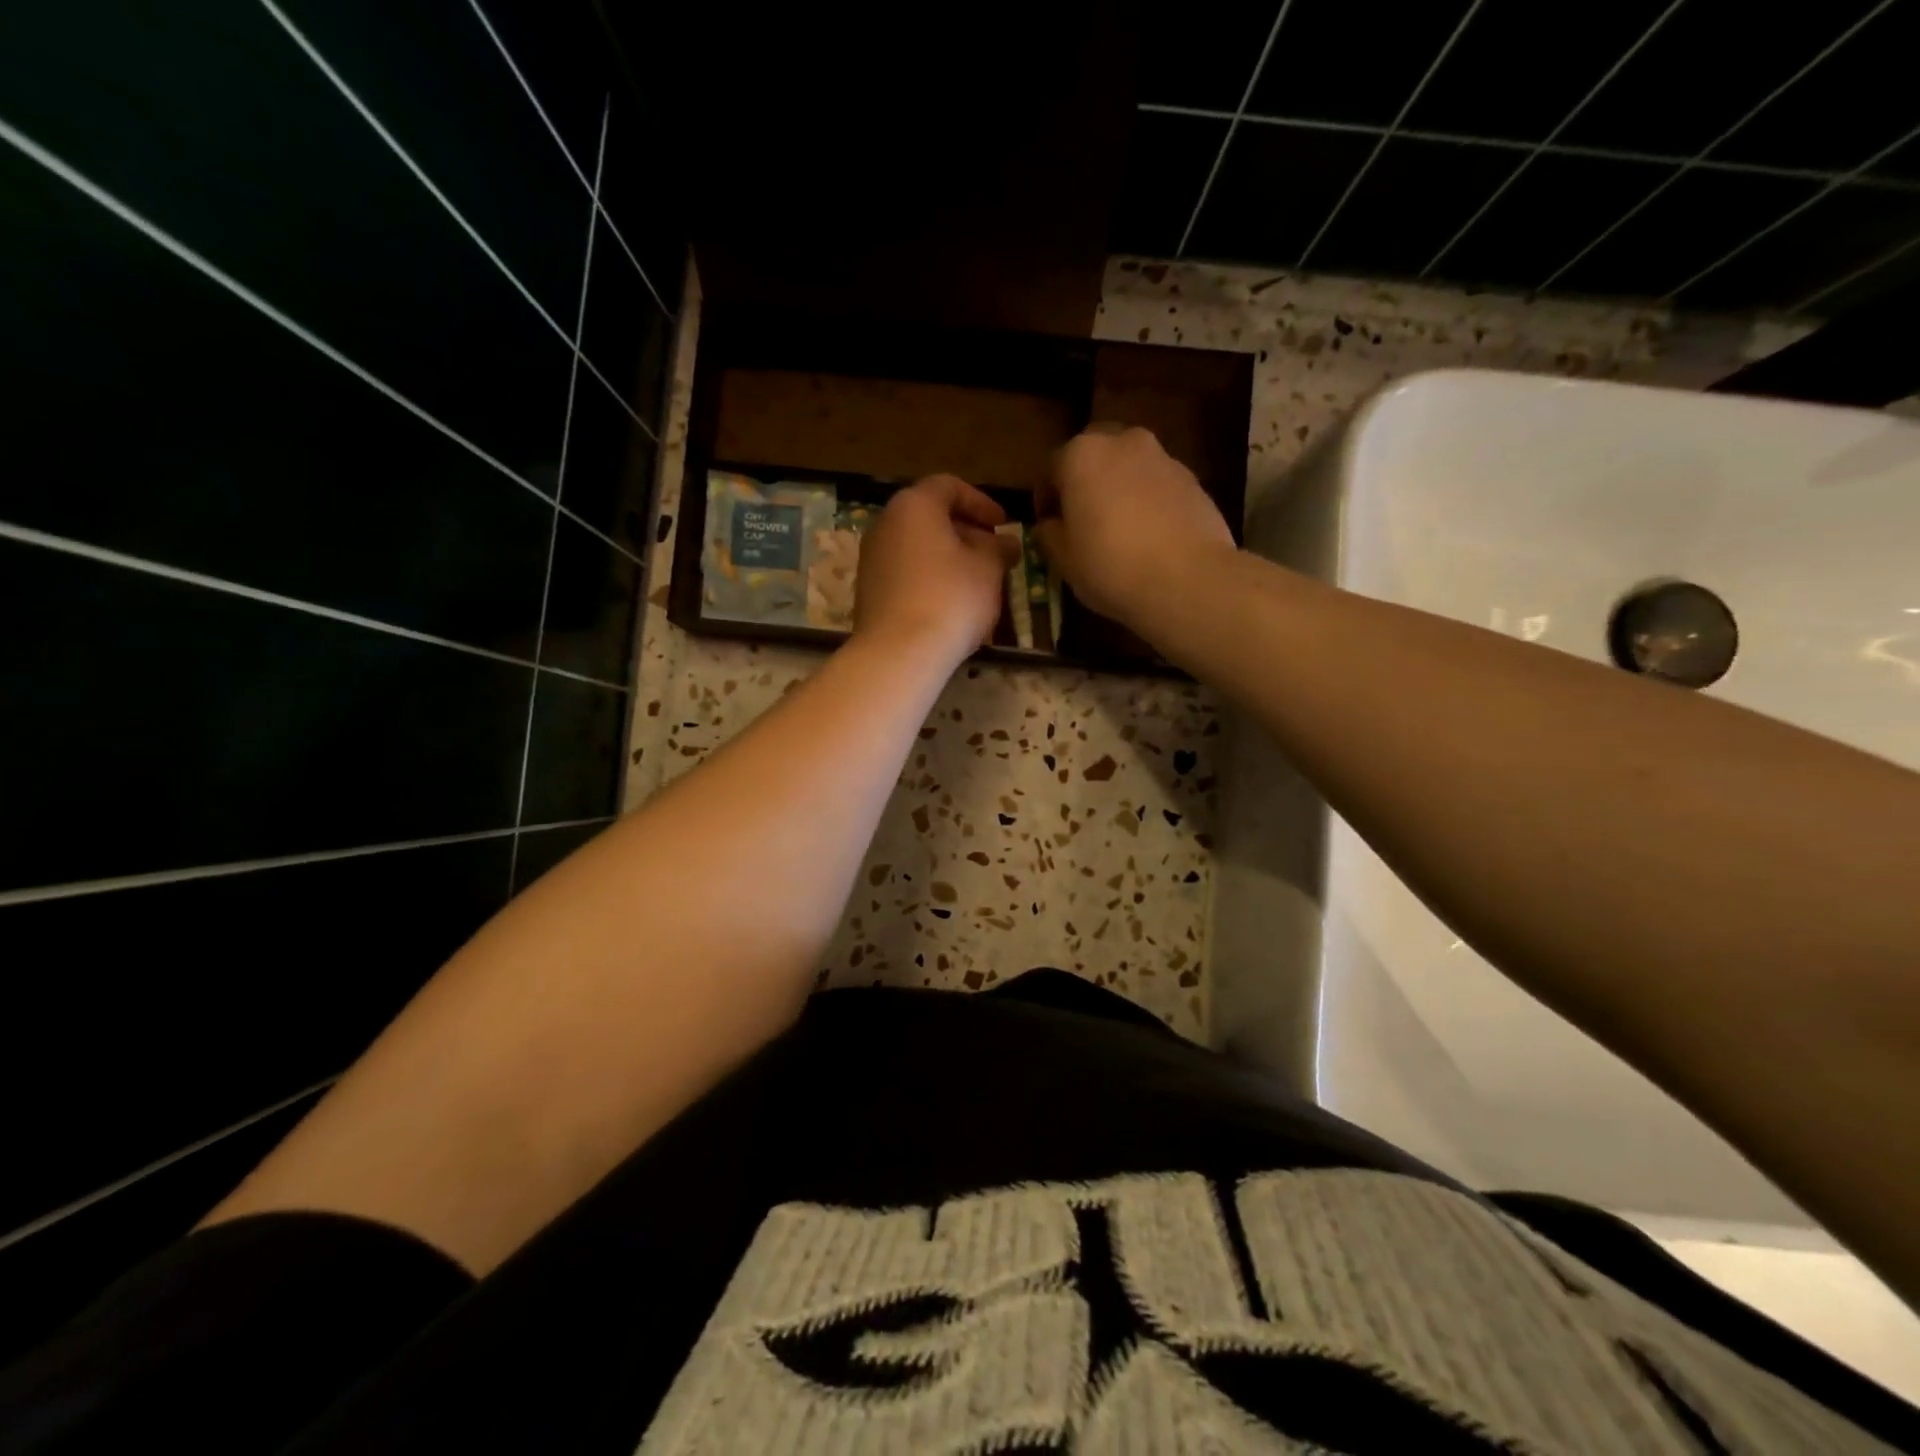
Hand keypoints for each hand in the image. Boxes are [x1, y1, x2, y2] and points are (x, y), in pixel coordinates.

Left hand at [854, 474, 1017, 664]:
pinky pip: (905, 574)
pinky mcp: (868, 591)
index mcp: (914, 506)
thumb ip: (999, 548)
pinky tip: (951, 606)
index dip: (981, 502)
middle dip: (966, 533)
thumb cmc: (951, 598)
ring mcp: (872, 559)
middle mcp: (885, 524)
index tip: (1003, 525)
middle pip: (930, 517)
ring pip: (918, 548)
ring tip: (977, 583)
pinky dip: (930, 579)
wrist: (899, 653)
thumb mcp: (988, 568)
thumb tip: (1006, 543)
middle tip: (994, 555)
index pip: (949, 486)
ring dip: (949, 559)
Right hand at [1035, 425, 1235, 628]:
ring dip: (1119, 488)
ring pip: (1129, 466)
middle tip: (1083, 519)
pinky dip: (1148, 500)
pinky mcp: (1192, 479)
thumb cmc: (1111, 567)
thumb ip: (1050, 534)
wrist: (1188, 580)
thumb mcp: (1064, 559)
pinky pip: (1157, 484)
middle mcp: (1123, 442)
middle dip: (1085, 481)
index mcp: (1081, 455)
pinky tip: (1149, 535)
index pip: (1051, 468)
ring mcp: (1163, 457)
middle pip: (1095, 455)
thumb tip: (1050, 525)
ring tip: (1119, 528)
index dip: (1046, 499)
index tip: (1047, 526)